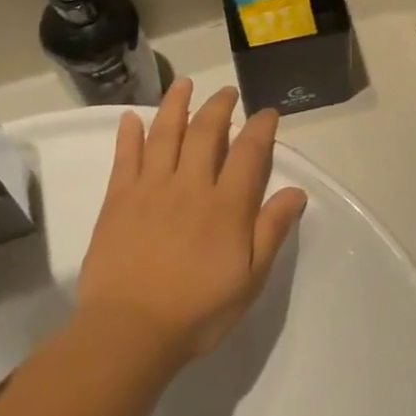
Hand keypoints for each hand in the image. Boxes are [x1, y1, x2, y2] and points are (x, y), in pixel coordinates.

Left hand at [78, 81, 307, 367]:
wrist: (129, 332)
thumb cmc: (197, 310)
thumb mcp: (250, 279)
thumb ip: (271, 231)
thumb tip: (296, 191)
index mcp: (226, 205)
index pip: (249, 152)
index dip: (261, 127)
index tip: (268, 113)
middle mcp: (190, 185)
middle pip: (206, 132)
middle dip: (220, 106)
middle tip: (228, 92)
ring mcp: (151, 189)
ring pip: (165, 134)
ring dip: (176, 105)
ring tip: (184, 83)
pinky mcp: (119, 200)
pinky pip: (125, 158)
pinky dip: (129, 134)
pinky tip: (132, 117)